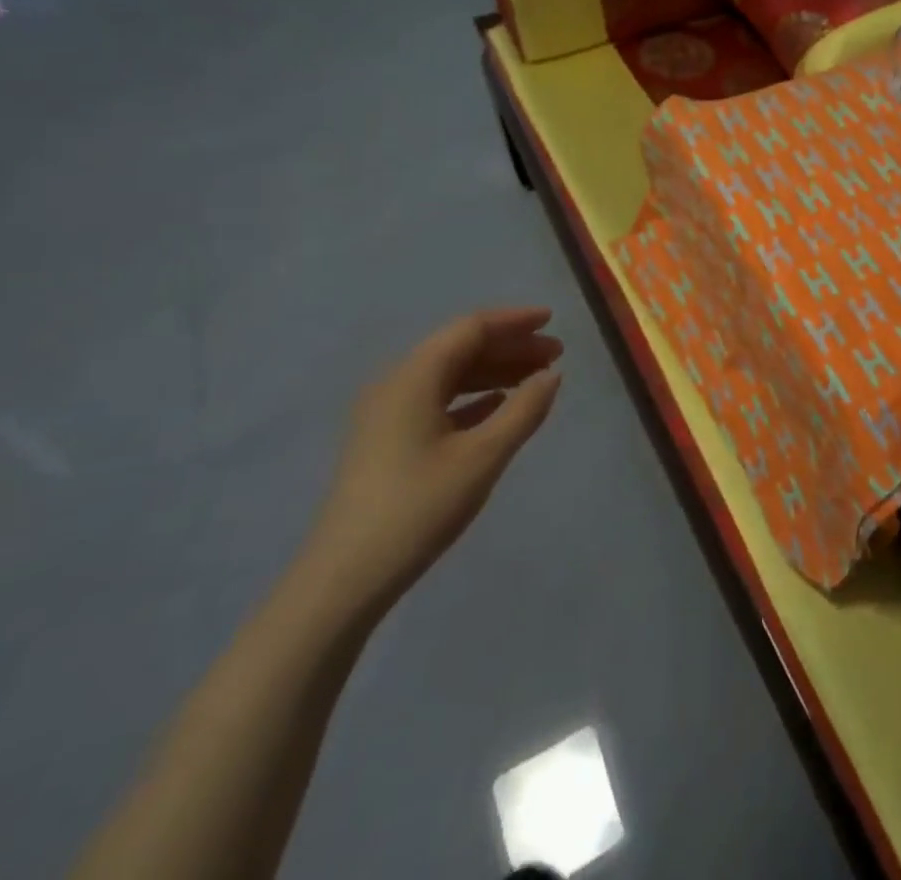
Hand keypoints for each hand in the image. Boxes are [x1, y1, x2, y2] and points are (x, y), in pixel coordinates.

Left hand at [297, 308, 562, 615]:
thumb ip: (524, 410)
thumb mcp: (483, 457)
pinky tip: (498, 407)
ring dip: (494, 372)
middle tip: (555, 355)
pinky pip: (437, 402)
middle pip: (460, 348)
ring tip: (535, 380)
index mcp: (414, 376)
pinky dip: (472, 397)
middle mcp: (397, 383)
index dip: (514, 322)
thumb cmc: (419, 507)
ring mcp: (387, 414)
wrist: (345, 579)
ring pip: (449, 376)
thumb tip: (552, 375)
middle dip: (510, 347)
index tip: (552, 321)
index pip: (471, 329)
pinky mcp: (386, 442)